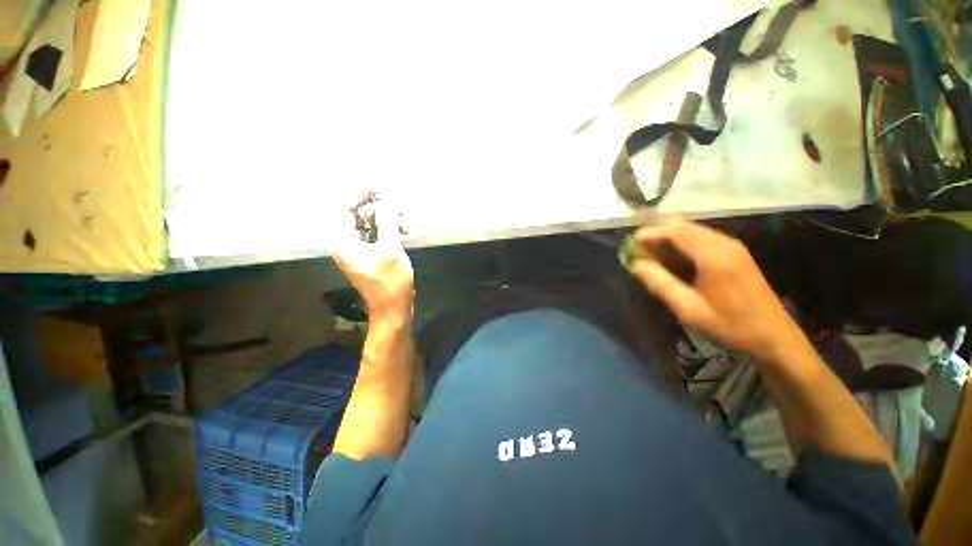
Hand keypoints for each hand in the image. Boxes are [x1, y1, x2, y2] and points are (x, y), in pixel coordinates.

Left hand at [330, 200, 413, 323]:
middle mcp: (346, 244)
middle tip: (397, 203)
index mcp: (343, 242)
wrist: (394, 308)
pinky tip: (405, 231)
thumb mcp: (390, 249)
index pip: (344, 209)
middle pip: (358, 216)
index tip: (378, 187)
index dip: (360, 196)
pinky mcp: (371, 256)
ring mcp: (359, 251)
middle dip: (379, 209)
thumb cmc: (390, 281)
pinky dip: (390, 231)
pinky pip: (377, 236)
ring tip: (407, 223)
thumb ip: (386, 222)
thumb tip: (386, 201)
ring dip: (388, 221)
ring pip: (370, 226)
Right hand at [630, 221, 802, 362]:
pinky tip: (674, 262)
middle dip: (657, 235)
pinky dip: (682, 244)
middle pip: (683, 226)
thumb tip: (635, 264)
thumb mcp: (688, 309)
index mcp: (713, 255)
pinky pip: (701, 239)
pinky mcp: (735, 253)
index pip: (675, 230)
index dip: (650, 233)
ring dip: (669, 239)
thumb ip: (660, 283)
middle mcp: (724, 243)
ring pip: (691, 231)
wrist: (774, 337)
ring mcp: (732, 246)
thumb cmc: (730, 325)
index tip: (630, 245)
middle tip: (640, 252)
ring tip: (652, 258)